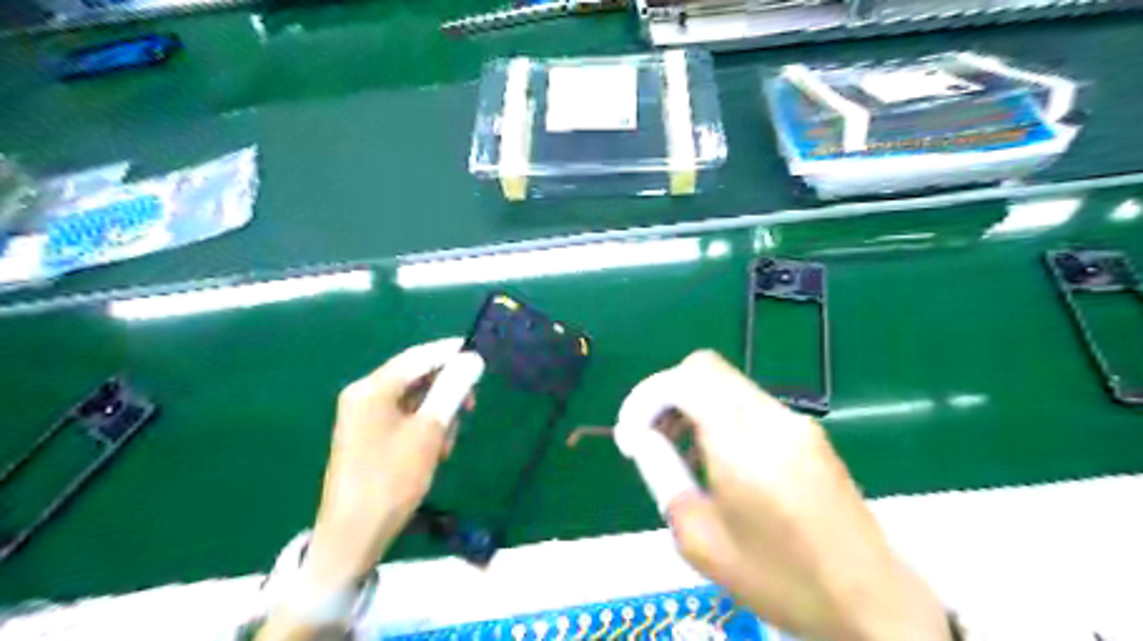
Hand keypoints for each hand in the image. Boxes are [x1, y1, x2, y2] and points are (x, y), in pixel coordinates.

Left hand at [301, 339, 477, 592]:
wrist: (353, 535)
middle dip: (445, 391)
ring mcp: (364, 416)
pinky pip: (404, 417)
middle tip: (470, 409)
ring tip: (447, 444)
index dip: (451, 353)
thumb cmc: (392, 479)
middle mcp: (364, 394)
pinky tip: (435, 451)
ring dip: (437, 414)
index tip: (481, 357)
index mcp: (372, 389)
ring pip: (413, 399)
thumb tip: (473, 359)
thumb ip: (451, 390)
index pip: (419, 357)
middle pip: (415, 377)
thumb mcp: (429, 432)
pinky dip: (424, 427)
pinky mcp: (368, 434)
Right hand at [638, 351, 951, 640]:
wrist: (871, 601)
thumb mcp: (701, 539)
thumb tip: (643, 439)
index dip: (647, 397)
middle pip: (704, 369)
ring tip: (684, 453)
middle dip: (668, 395)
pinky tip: (721, 461)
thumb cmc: (779, 579)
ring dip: (694, 404)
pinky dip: (721, 416)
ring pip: (727, 384)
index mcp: (742, 443)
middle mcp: (771, 418)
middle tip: (654, 436)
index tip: (633, 435)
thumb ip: (663, 476)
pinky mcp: (809, 433)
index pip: (684, 379)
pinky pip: (750, 404)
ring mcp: (795, 422)